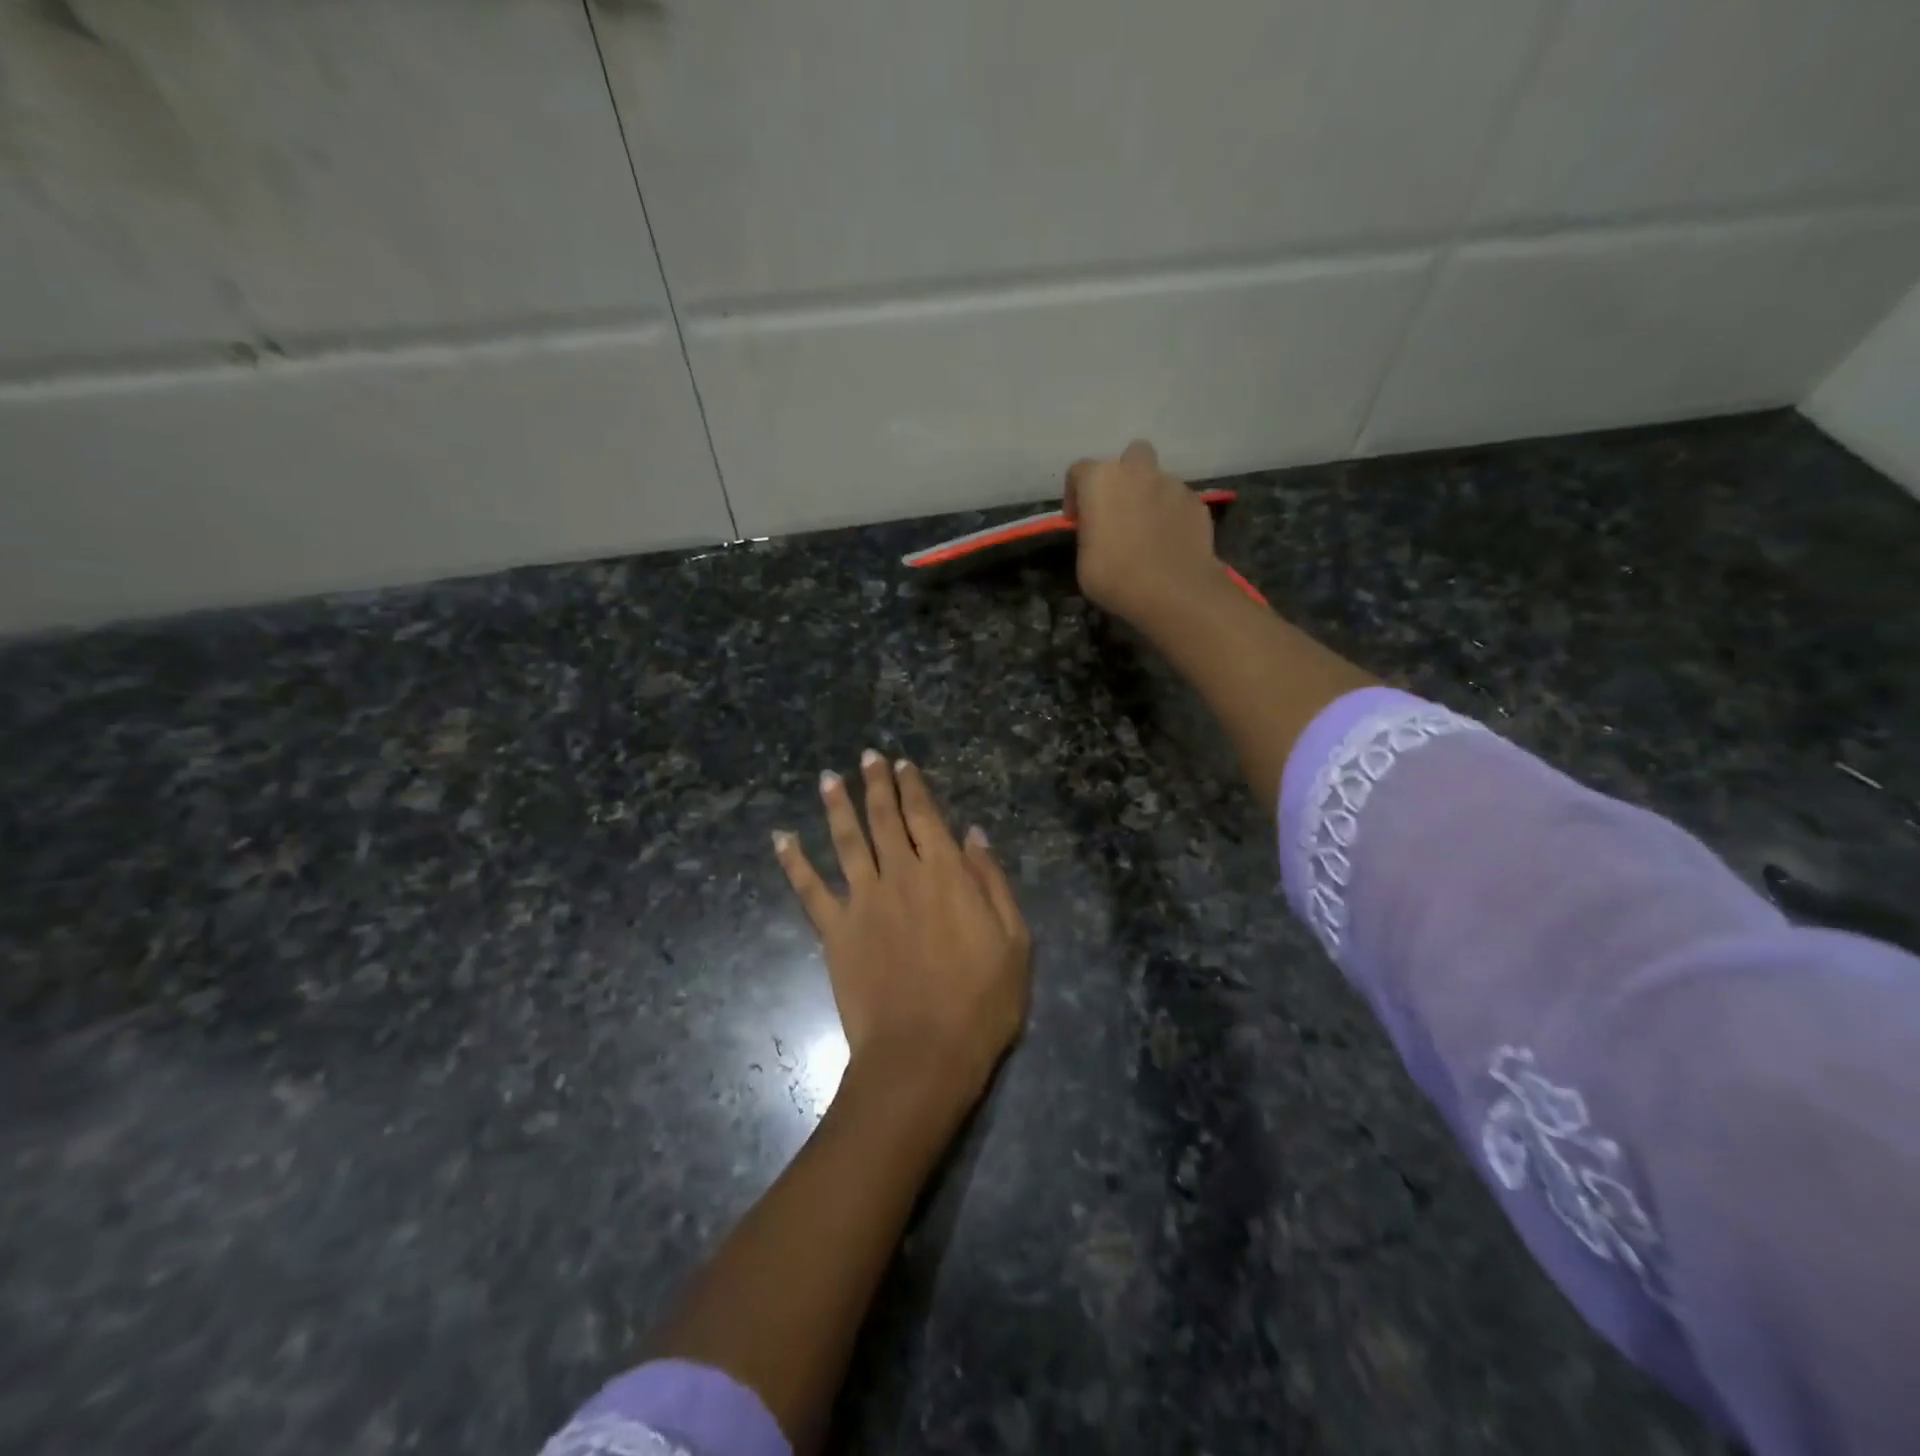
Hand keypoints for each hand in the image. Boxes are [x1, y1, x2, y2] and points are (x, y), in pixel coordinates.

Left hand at [773, 752, 1031, 1104]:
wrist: (924, 1054)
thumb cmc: (981, 1001)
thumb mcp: (1014, 940)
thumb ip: (992, 881)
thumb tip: (973, 834)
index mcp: (944, 873)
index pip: (925, 816)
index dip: (913, 787)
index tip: (902, 764)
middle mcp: (900, 874)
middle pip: (883, 818)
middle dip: (875, 784)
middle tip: (866, 757)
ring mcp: (862, 901)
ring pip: (846, 841)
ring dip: (836, 806)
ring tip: (828, 778)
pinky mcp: (835, 931)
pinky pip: (809, 889)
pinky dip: (793, 861)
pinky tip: (782, 838)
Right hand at [1064, 440, 1220, 624]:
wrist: (1173, 591)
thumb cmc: (1115, 576)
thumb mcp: (1084, 560)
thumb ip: (1090, 533)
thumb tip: (1101, 530)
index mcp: (1101, 481)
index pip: (1079, 471)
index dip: (1074, 494)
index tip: (1076, 520)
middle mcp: (1137, 472)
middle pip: (1130, 457)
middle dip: (1124, 476)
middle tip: (1119, 508)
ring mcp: (1172, 484)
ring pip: (1158, 480)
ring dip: (1149, 497)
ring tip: (1147, 531)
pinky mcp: (1197, 503)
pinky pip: (1178, 502)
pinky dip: (1172, 515)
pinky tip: (1169, 541)